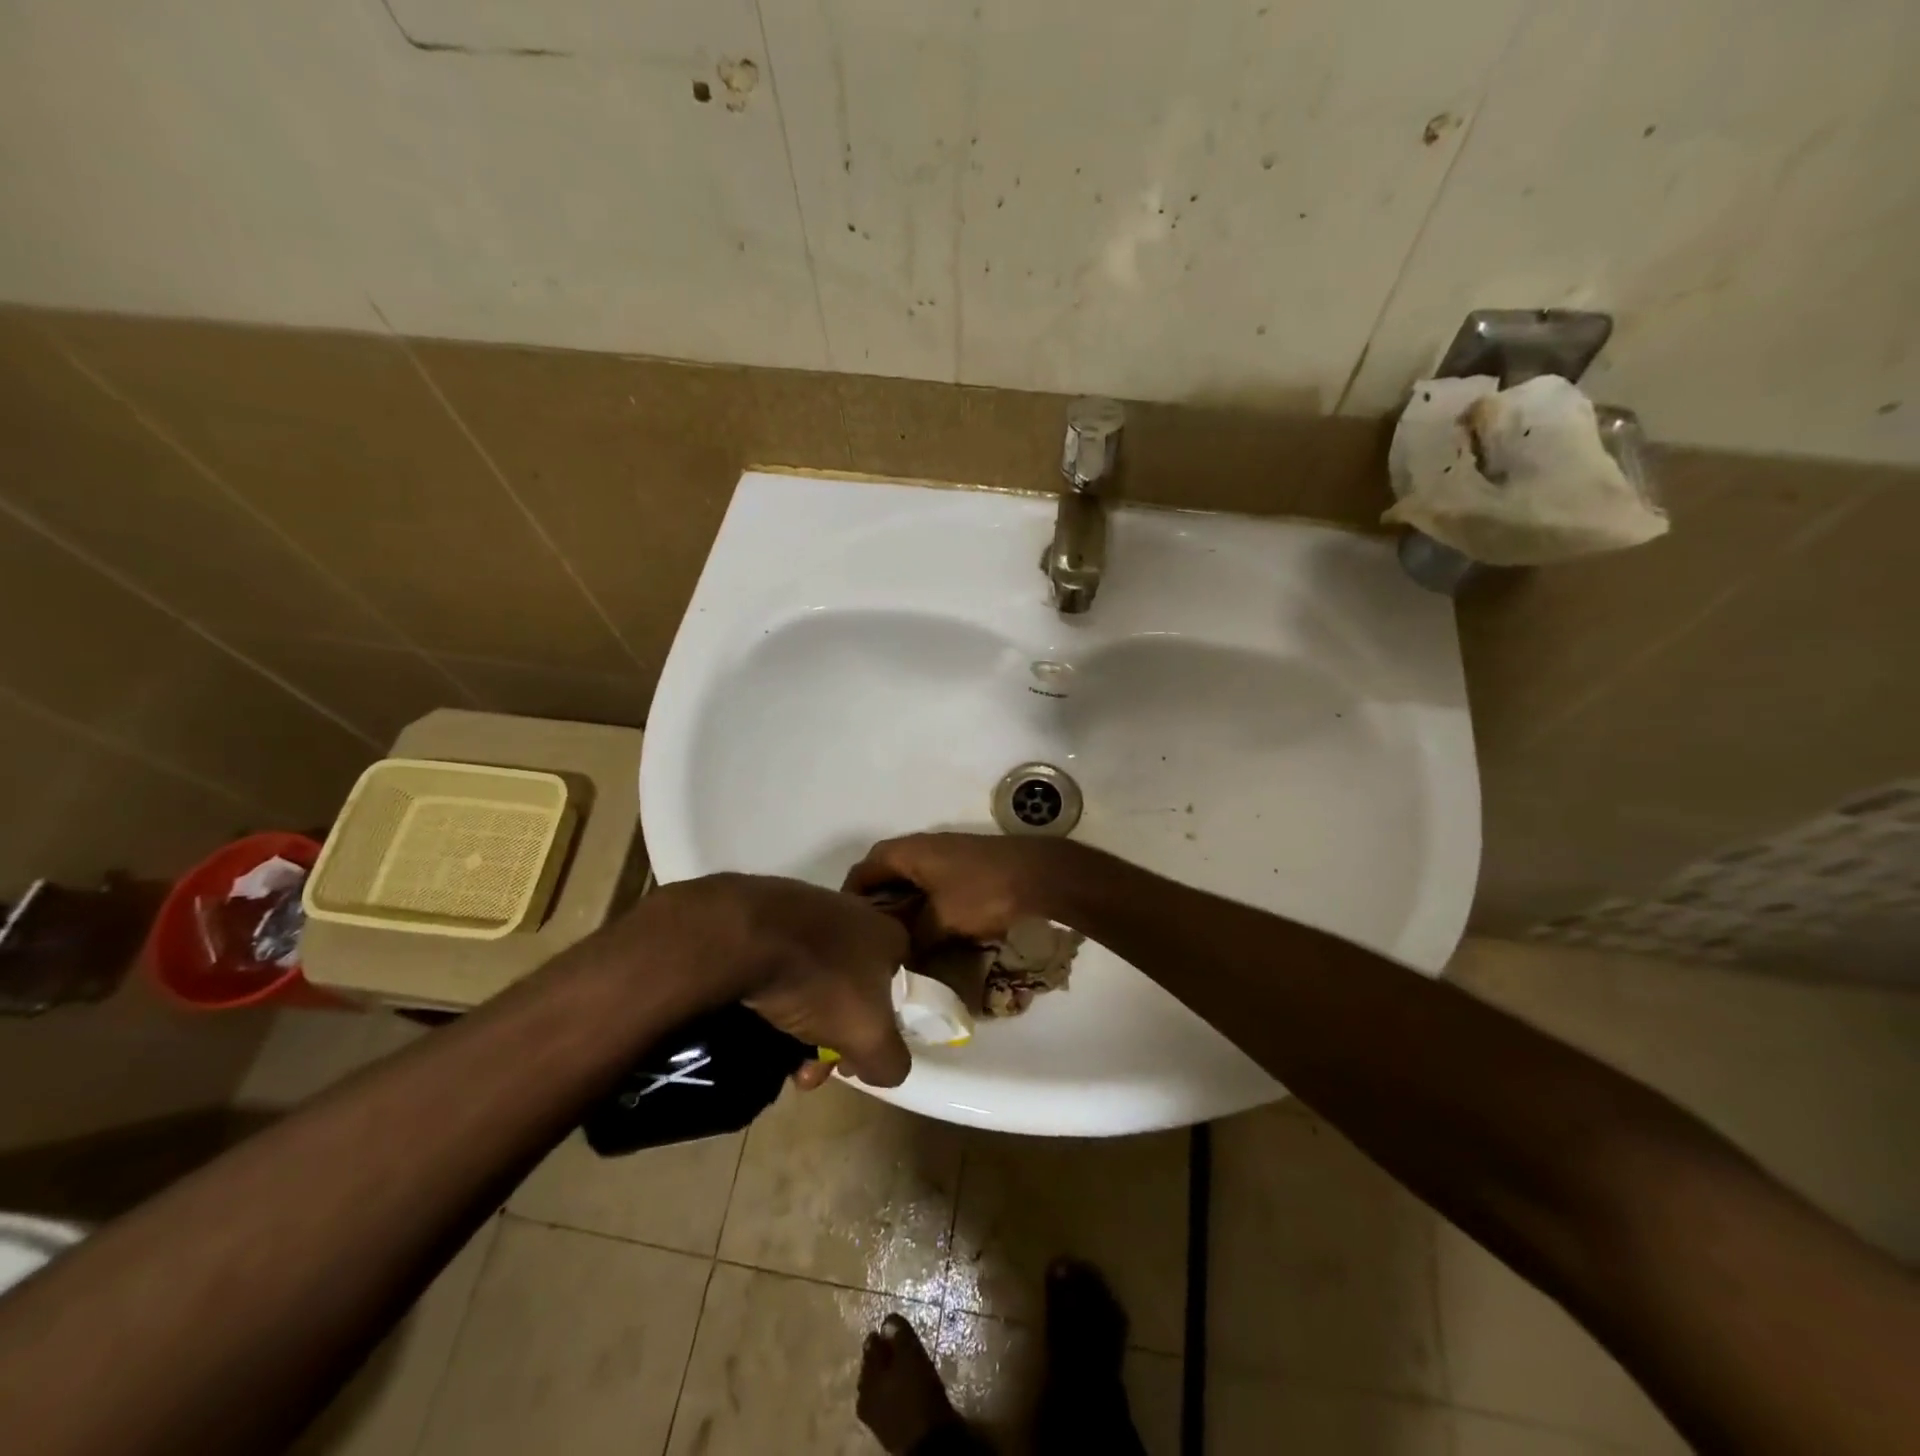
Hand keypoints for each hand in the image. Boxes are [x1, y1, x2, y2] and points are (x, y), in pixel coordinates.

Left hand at [616, 874, 912, 1087]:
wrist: (745, 935)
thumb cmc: (822, 981)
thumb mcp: (869, 1037)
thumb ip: (891, 1061)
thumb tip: (887, 1068)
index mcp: (887, 934)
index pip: (895, 986)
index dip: (879, 1029)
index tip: (851, 1059)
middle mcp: (854, 913)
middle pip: (850, 988)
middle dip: (831, 1036)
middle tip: (806, 1069)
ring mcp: (807, 908)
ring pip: (813, 978)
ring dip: (800, 1020)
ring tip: (773, 1054)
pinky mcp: (765, 911)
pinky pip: (778, 960)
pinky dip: (772, 990)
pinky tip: (754, 1016)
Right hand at [842, 833, 1089, 946]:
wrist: (1039, 875)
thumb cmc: (983, 893)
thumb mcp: (941, 922)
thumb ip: (912, 940)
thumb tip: (896, 959)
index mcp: (907, 853)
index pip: (863, 871)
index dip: (849, 897)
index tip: (843, 928)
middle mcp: (922, 847)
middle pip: (885, 873)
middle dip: (876, 904)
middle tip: (868, 938)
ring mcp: (945, 854)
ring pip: (910, 880)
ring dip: (901, 905)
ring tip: (894, 938)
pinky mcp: (964, 865)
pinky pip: (930, 884)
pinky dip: (923, 904)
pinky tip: (927, 930)